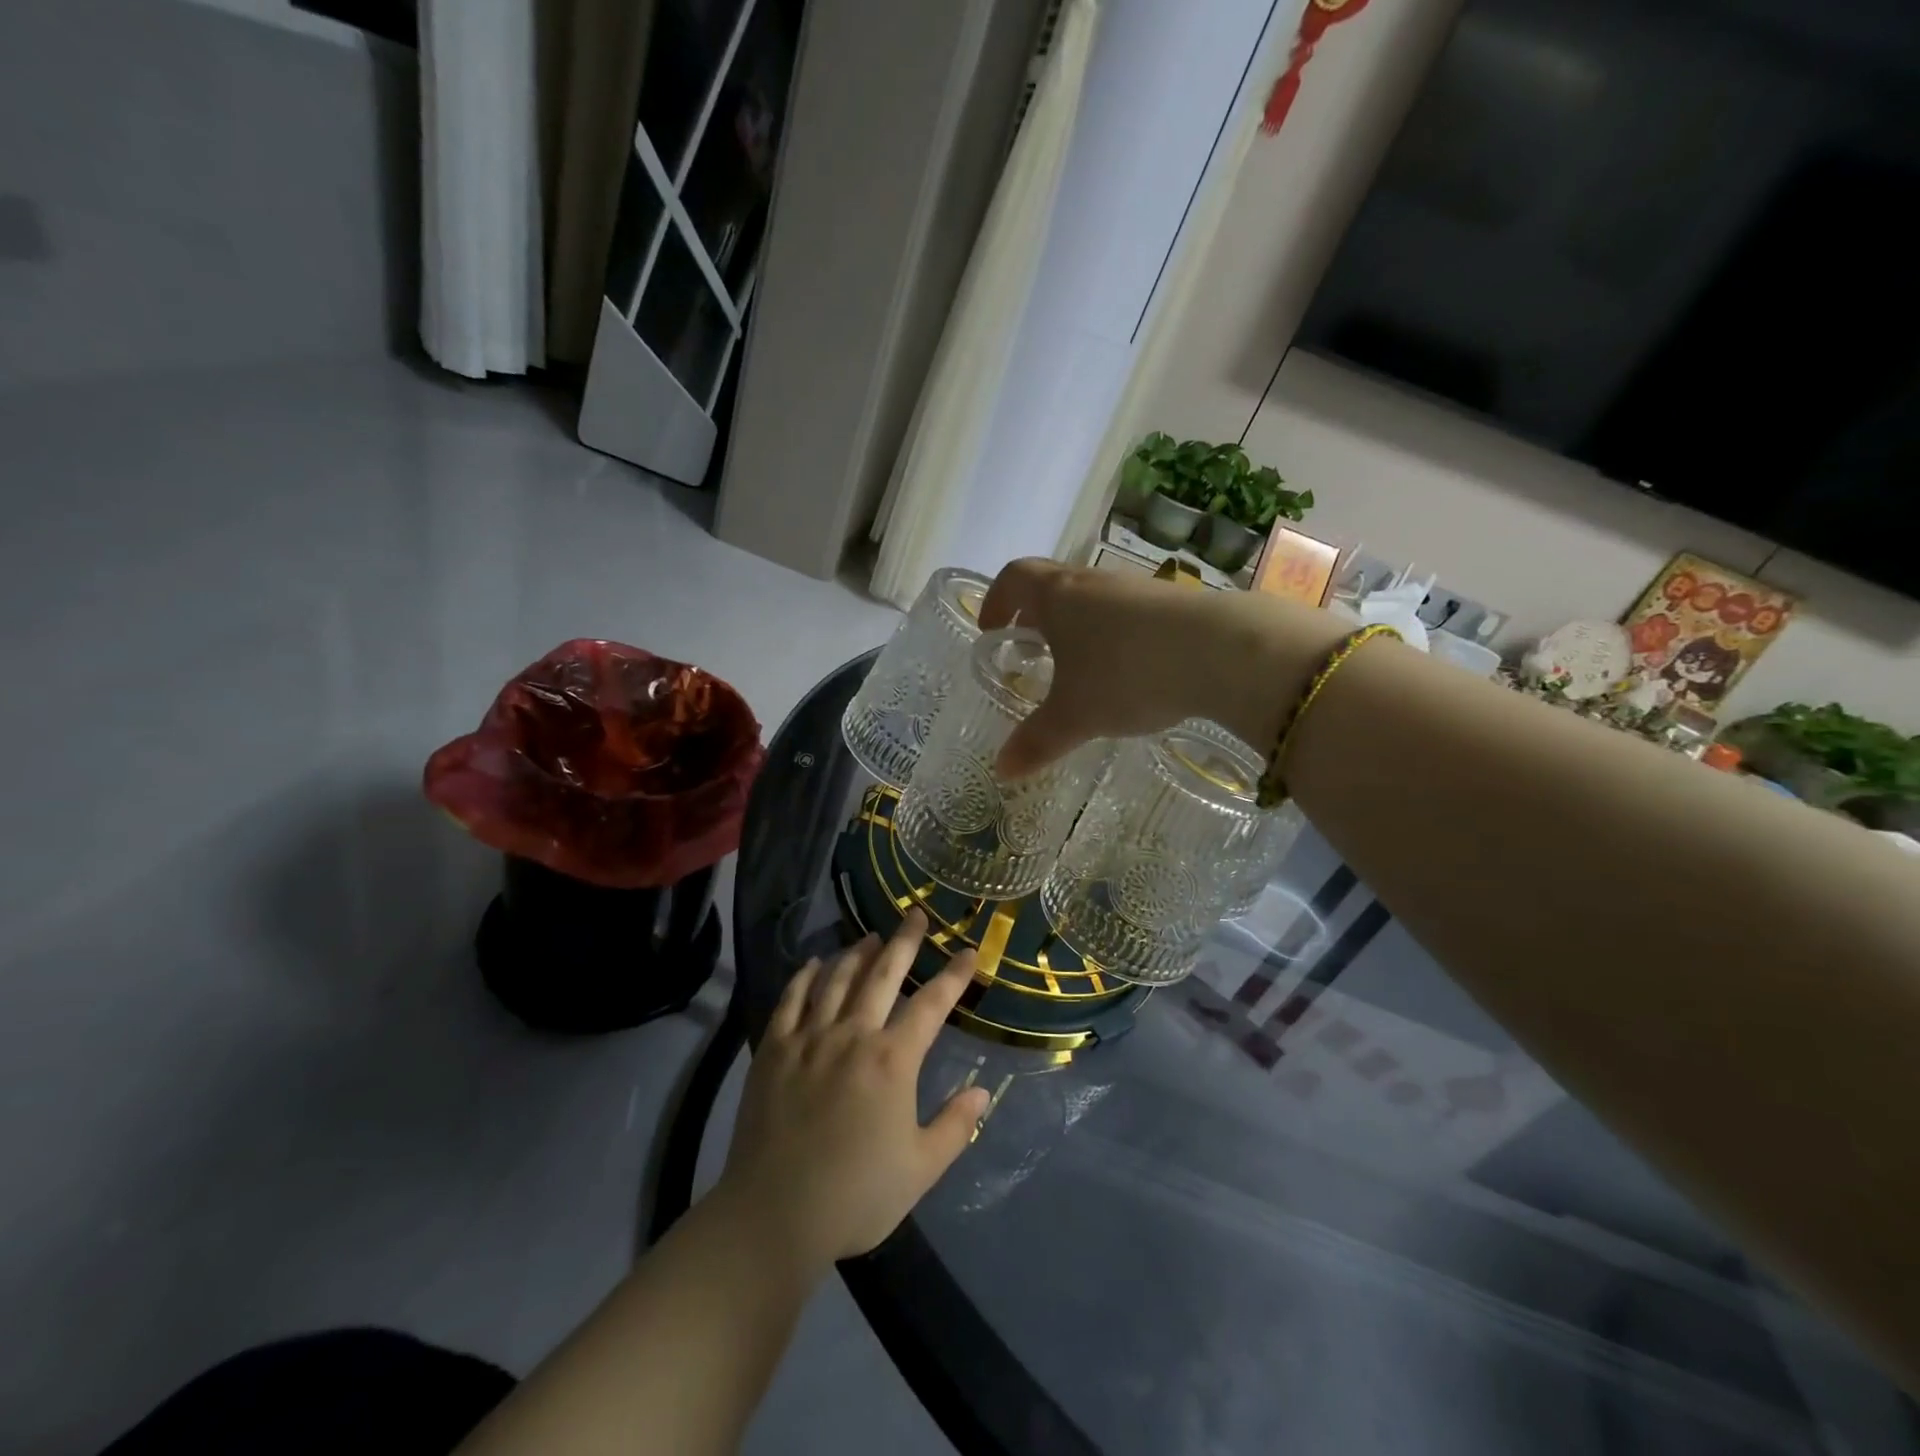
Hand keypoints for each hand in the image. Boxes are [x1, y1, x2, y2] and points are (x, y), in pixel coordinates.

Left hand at [713, 913, 991, 1272]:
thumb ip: (954, 1127)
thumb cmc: (856, 1196)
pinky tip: (815, 963)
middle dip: (904, 941)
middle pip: (883, 974)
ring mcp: (809, 1038)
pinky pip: (791, 1000)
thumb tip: (983, 1092)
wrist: (773, 1216)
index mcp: (892, 1060)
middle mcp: (852, 1036)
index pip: (931, 1004)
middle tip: (916, 915)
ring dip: (857, 953)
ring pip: (837, 979)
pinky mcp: (773, 1049)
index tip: (968, 951)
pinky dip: (806, 976)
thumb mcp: (920, 1169)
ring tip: (871, 937)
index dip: (953, 975)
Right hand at [979, 558, 1347, 776]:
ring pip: (1093, 598)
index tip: (992, 629)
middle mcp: (1094, 582)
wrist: (1222, 651)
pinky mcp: (1174, 602)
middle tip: (1029, 650)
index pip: (1014, 578)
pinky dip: (1114, 634)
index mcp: (1059, 596)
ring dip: (1077, 625)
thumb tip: (1002, 770)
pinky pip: (1129, 613)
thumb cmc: (1127, 674)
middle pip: (1053, 583)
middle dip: (1034, 615)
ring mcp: (1137, 588)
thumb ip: (1036, 742)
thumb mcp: (1076, 716)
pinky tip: (1127, 671)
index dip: (997, 600)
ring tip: (1077, 667)